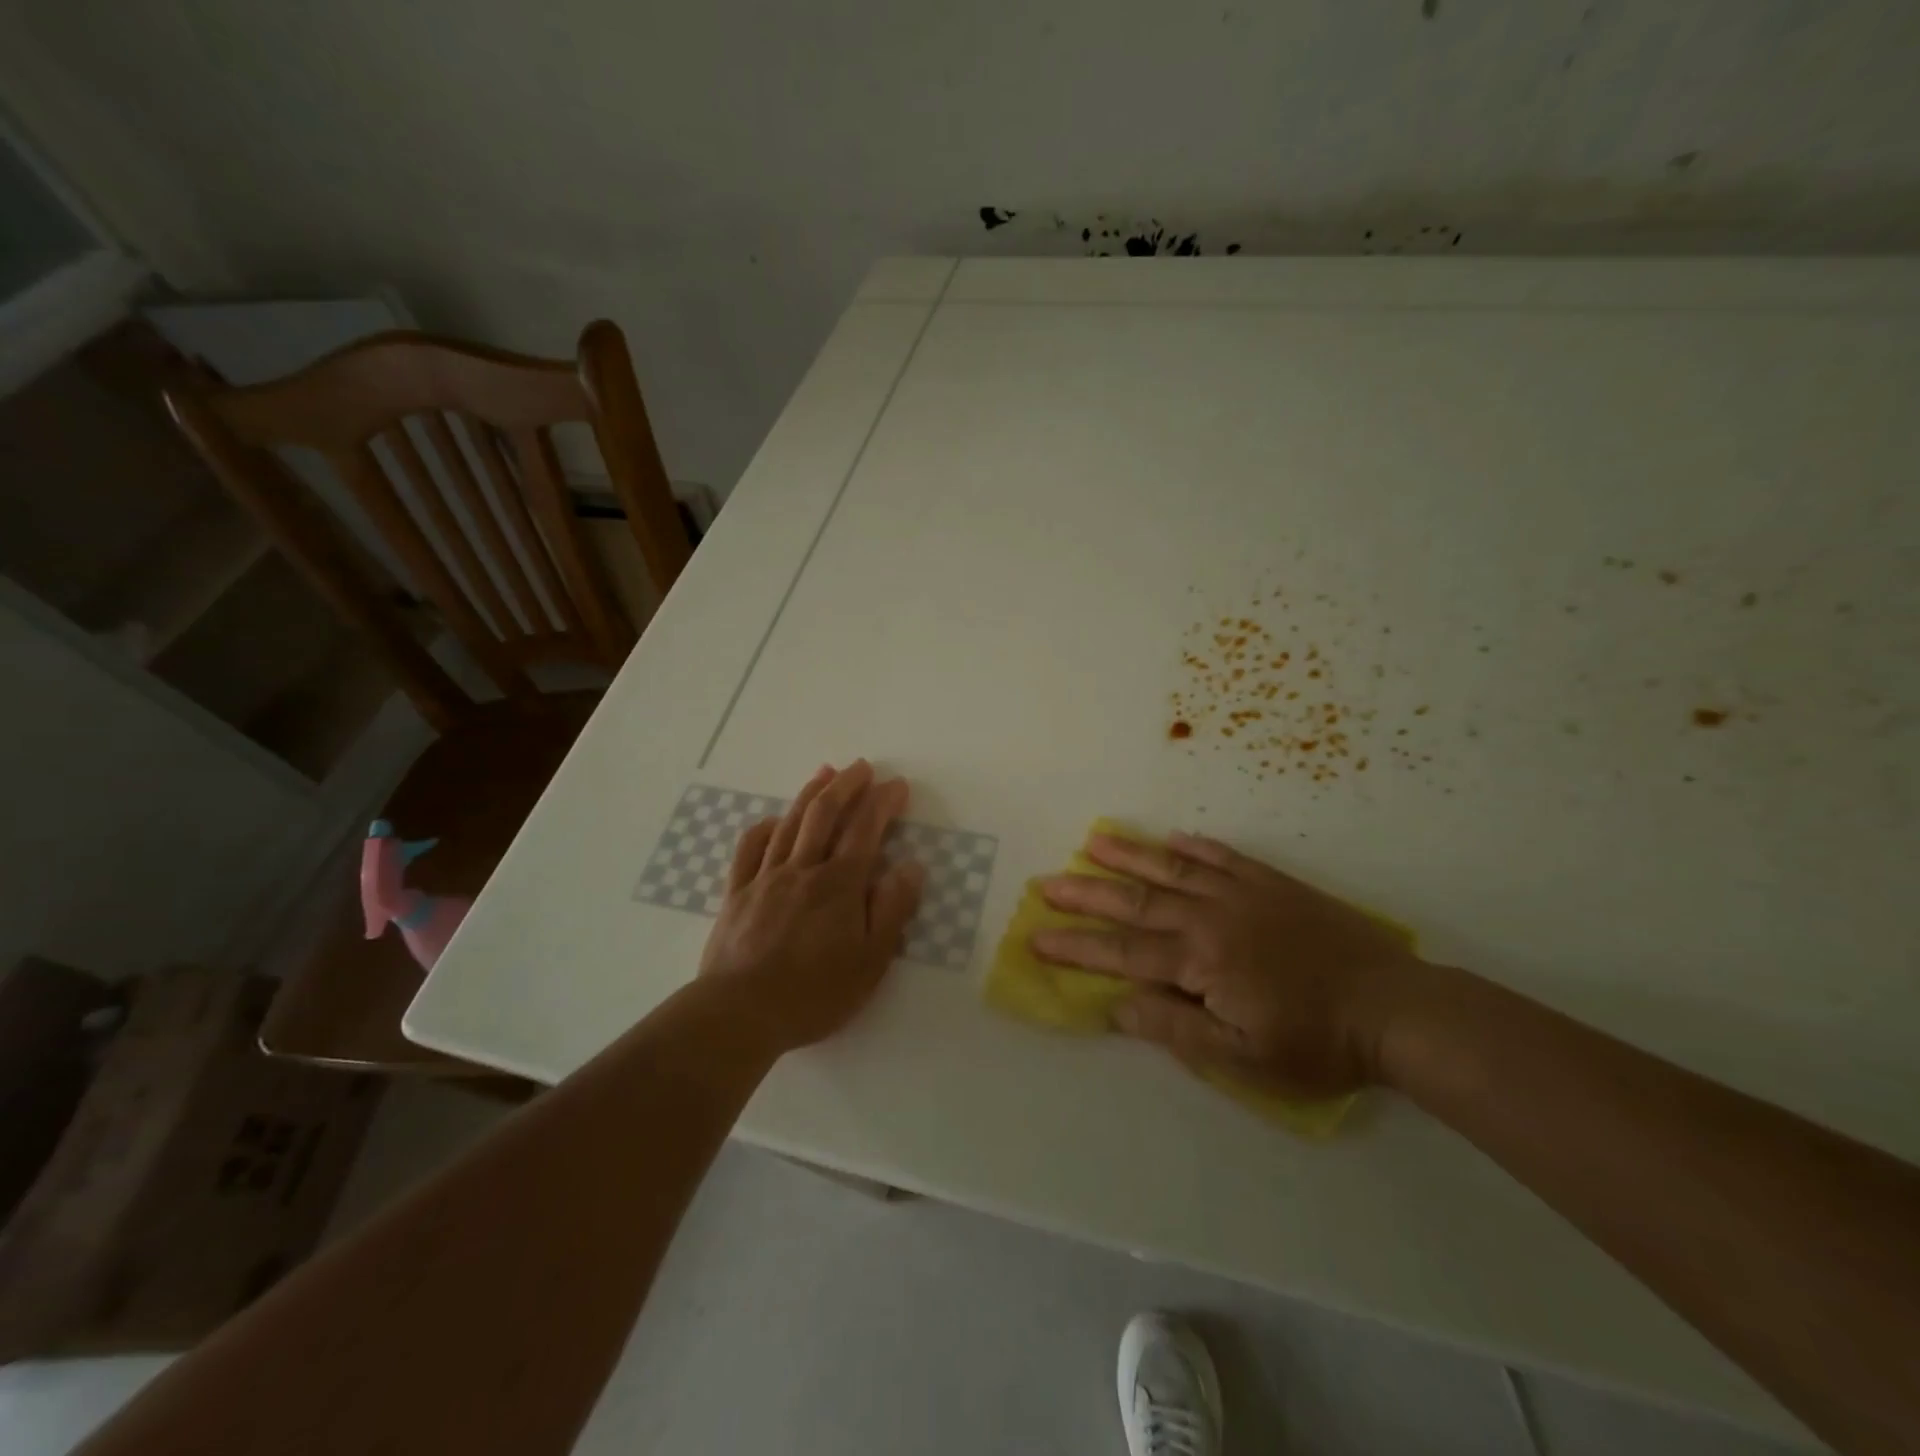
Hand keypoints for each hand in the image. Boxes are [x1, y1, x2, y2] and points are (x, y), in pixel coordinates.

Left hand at [699, 760, 925, 1053]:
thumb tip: (911, 866)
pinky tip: (773, 820)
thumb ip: (892, 909)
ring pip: (790, 824)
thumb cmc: (814, 993)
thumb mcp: (870, 961)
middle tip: (861, 767)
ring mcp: (765, 878)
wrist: (739, 1013)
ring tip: (824, 773)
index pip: (866, 830)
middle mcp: (803, 870)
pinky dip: (764, 828)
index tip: (897, 785)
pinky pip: (749, 850)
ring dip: (809, 794)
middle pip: (825, 814)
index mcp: (839, 884)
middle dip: (846, 785)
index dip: (883, 802)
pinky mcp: (736, 894)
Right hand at [1031, 832, 1425, 1097]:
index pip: (1123, 952)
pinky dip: (1196, 846)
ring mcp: (1242, 893)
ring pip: (1173, 868)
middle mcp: (1211, 916)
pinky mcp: (1273, 883)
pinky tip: (1174, 837)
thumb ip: (1174, 1028)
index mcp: (1200, 961)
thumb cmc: (1315, 1043)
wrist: (1395, 1008)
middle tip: (1047, 881)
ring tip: (1093, 840)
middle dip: (1087, 893)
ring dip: (1130, 854)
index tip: (1037, 935)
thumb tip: (1116, 1005)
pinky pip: (1224, 857)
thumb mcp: (1241, 1058)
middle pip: (1136, 902)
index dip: (1077, 946)